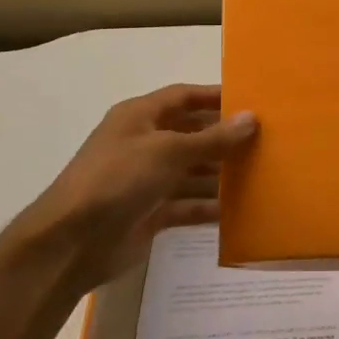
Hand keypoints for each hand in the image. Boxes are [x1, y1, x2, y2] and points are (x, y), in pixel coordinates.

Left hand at [8, 84, 257, 295]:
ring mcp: (147, 180)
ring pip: (192, 172)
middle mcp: (144, 144)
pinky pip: (187, 205)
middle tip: (267, 141)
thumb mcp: (168, 151)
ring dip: (221, 174)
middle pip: (192, 134)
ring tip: (262, 175)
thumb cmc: (118, 179)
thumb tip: (251, 118)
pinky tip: (240, 211)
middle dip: (225, 138)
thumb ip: (213, 138)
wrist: (72, 242)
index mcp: (140, 117)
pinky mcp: (151, 213)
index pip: (184, 96)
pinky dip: (209, 207)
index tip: (253, 101)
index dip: (215, 96)